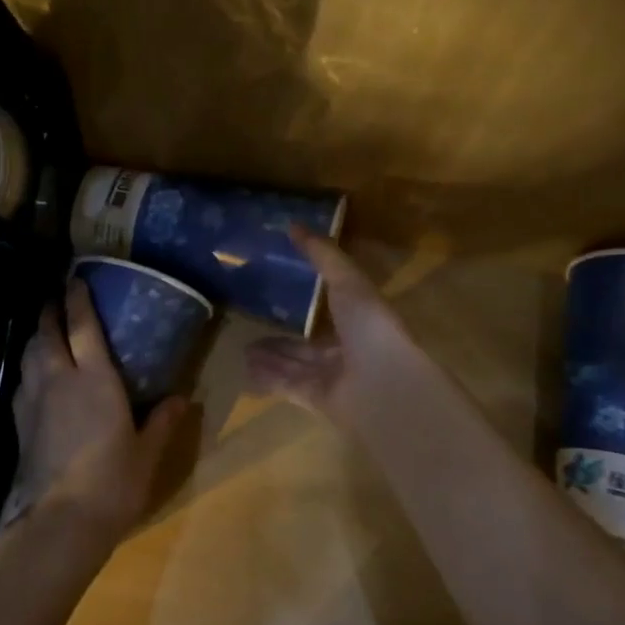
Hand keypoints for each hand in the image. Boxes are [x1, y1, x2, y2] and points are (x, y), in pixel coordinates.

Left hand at [4, 280, 189, 551]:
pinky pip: (22, 382)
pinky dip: (28, 368)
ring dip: (36, 337)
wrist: (61, 521)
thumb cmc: (113, 482)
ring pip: (29, 355)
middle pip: (47, 334)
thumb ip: (162, 422)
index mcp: (95, 380)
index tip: (75, 279)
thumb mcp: (147, 453)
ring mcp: (35, 401)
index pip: (82, 327)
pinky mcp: (21, 424)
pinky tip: (34, 376)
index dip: (78, 300)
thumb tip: (182, 398)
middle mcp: (60, 380)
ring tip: (43, 331)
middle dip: (50, 311)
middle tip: (55, 298)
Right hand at [244, 227, 419, 426]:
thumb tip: (294, 225)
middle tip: (252, 324)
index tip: (281, 286)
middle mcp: (347, 350)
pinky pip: (285, 387)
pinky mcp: (315, 400)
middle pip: (308, 343)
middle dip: (283, 336)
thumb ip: (322, 255)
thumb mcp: (348, 281)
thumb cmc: (370, 327)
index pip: (332, 308)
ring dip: (271, 358)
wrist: (383, 383)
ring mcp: (332, 378)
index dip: (309, 299)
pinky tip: (245, 372)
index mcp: (360, 320)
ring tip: (242, 349)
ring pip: (294, 365)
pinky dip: (266, 380)